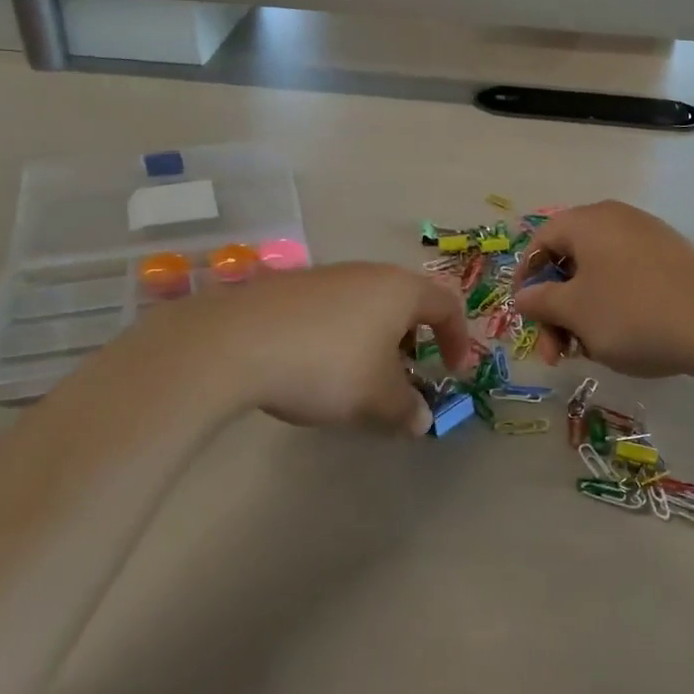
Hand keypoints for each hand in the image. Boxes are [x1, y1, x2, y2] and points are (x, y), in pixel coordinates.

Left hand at [136, 263, 473, 435]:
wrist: (236, 343)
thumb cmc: (327, 366)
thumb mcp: (376, 399)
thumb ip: (405, 409)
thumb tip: (420, 419)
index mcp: (399, 290)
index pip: (446, 305)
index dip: (457, 338)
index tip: (452, 373)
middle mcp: (365, 273)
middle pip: (404, 301)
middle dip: (412, 340)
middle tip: (405, 375)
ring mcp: (323, 276)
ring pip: (364, 304)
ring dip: (373, 339)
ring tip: (358, 376)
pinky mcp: (287, 287)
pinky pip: (330, 309)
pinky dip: (338, 335)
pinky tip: (314, 366)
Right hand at [513, 201, 693, 379]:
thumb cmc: (632, 313)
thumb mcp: (574, 312)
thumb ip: (539, 301)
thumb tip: (523, 296)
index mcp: (588, 221)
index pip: (541, 240)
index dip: (526, 278)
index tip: (525, 314)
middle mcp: (617, 219)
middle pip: (570, 260)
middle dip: (556, 308)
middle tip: (555, 352)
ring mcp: (650, 237)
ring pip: (599, 274)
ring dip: (582, 313)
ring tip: (588, 353)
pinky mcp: (674, 259)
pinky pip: (628, 277)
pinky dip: (613, 306)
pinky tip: (621, 340)